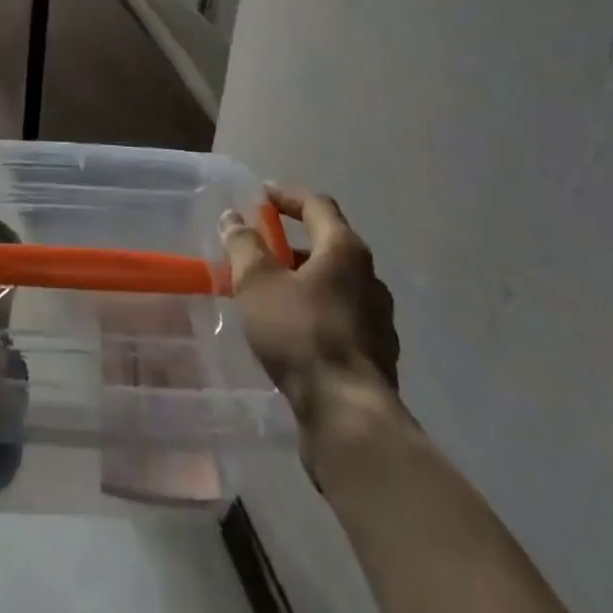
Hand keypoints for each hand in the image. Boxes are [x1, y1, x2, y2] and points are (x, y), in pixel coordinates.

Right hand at [221, 184, 400, 429]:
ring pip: (336, 286)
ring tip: (270, 295)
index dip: (287, 195)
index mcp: (345, 250)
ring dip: (304, 281)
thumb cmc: (301, 334)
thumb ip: (243, 245)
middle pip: (329, 245)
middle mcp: (369, 278)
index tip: (261, 195)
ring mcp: (379, 320)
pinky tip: (292, 332)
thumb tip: (233, 218)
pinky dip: (316, 313)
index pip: (317, 204)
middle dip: (292, 244)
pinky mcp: (377, 356)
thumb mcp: (257, 283)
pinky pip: (342, 319)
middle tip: (260, 250)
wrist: (349, 417)